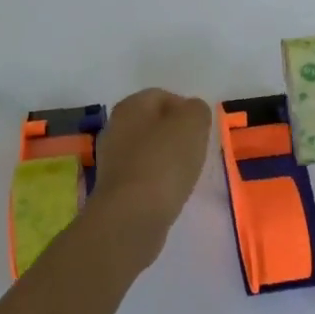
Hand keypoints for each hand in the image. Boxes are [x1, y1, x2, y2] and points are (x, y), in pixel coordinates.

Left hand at [88, 88, 212, 258]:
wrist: (131, 217)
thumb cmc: (163, 162)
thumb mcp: (192, 124)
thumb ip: (197, 110)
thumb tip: (192, 112)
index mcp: (130, 106)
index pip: (162, 96)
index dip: (186, 109)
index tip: (202, 131)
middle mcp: (115, 128)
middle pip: (153, 123)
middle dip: (176, 134)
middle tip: (196, 151)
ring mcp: (112, 159)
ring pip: (147, 150)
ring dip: (167, 159)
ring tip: (186, 174)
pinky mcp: (115, 188)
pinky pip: (142, 175)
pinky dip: (158, 180)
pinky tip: (170, 193)